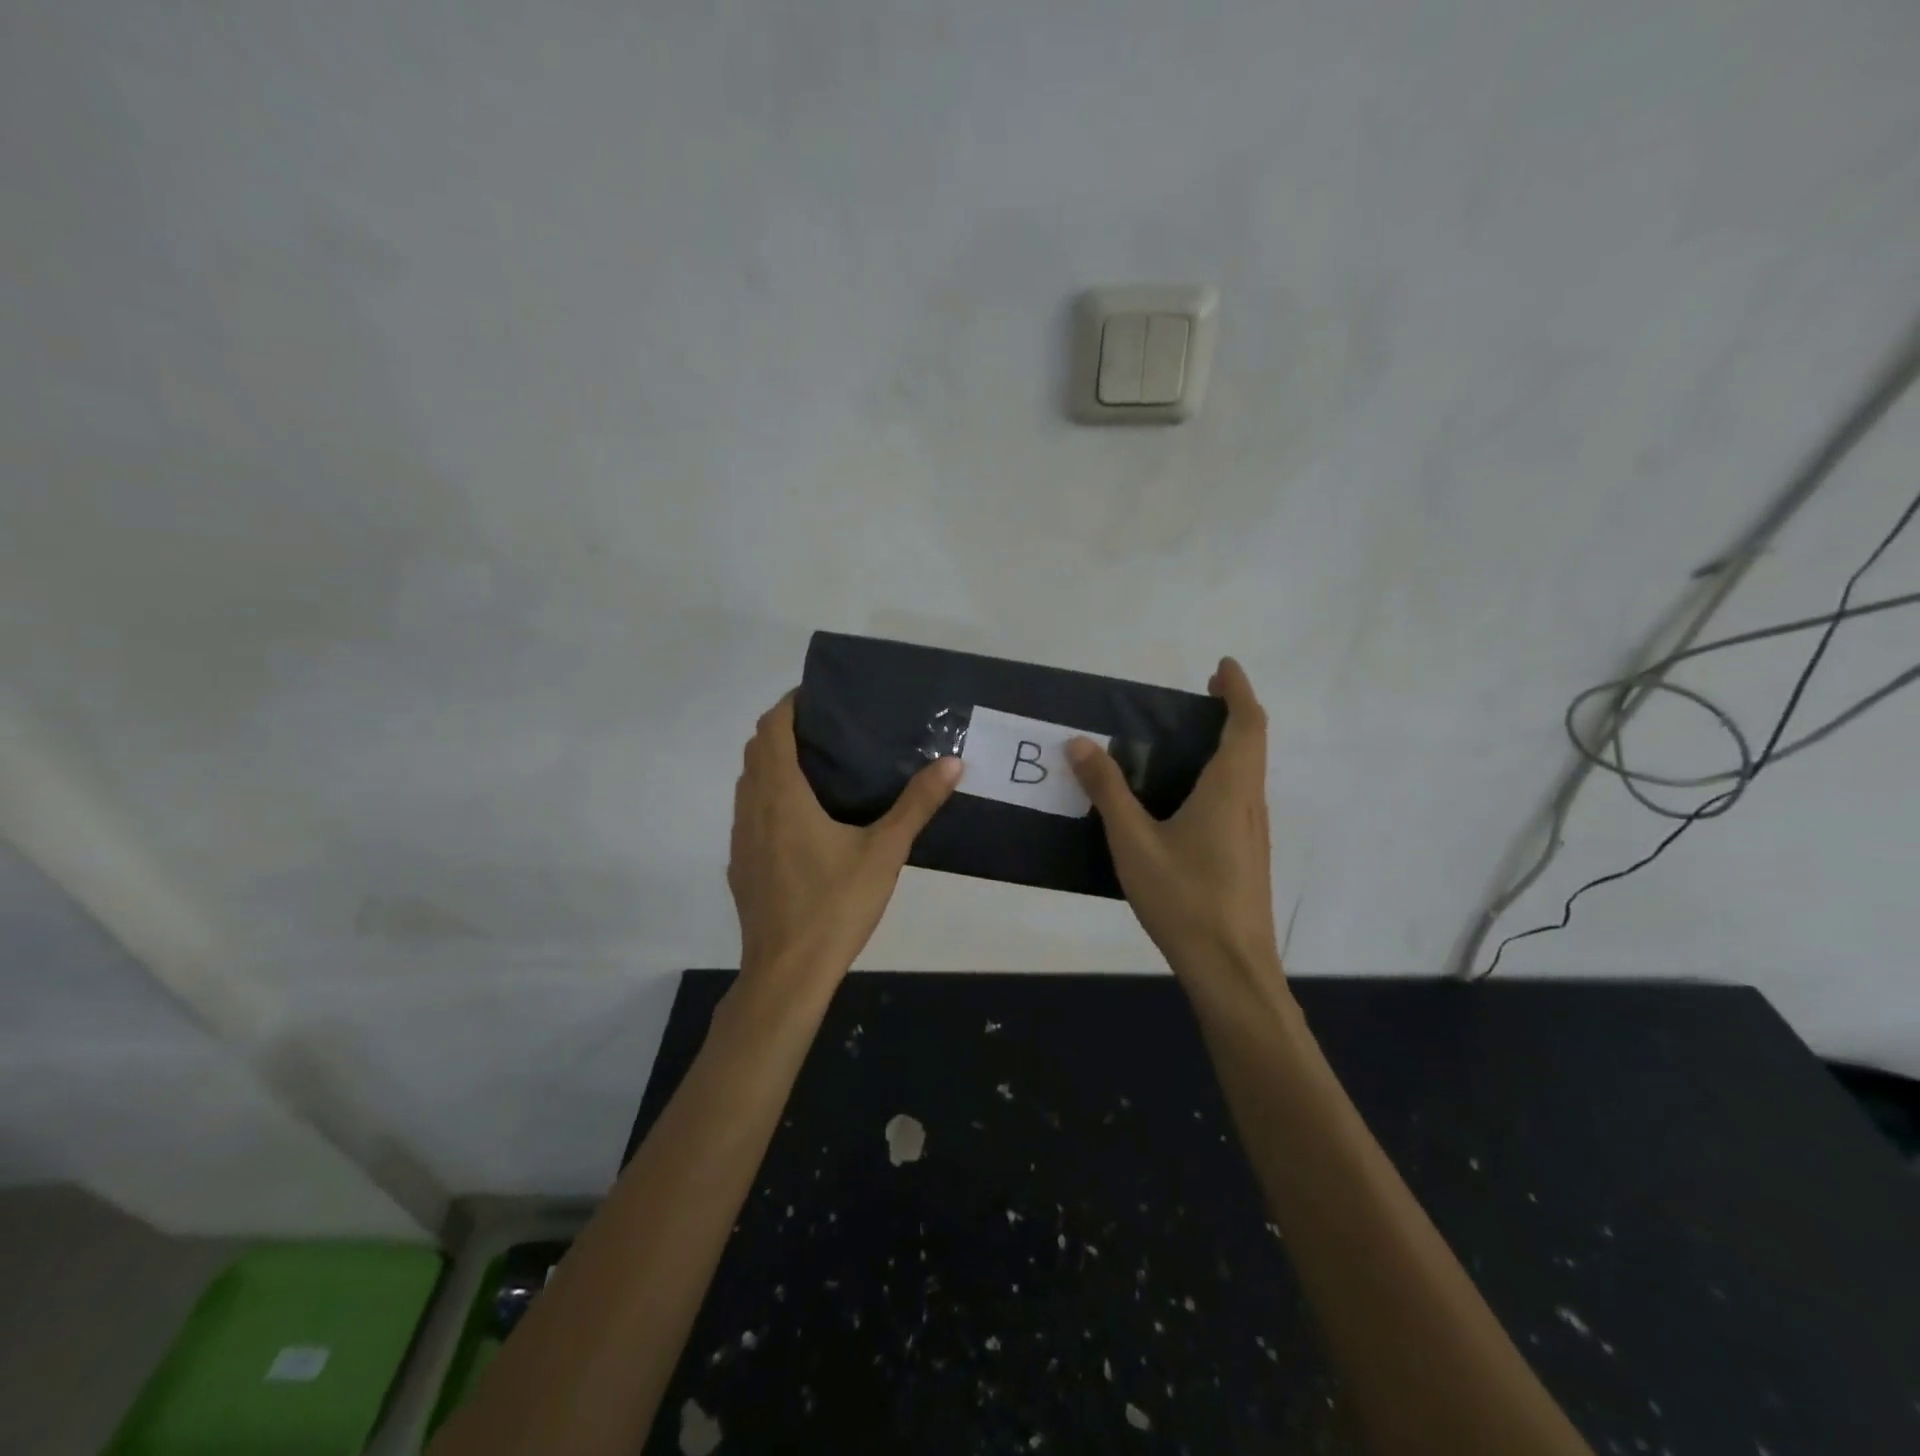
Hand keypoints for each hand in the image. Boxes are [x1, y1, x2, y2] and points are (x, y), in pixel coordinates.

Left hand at [729, 691, 963, 987]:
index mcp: (782, 795)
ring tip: (816, 767)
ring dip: (772, 764)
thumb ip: (917, 805)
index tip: (817, 696)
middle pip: (756, 750)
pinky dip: (768, 797)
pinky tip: (802, 820)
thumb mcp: (884, 852)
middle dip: (783, 730)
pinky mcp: (741, 865)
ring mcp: (740, 838)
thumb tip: (952, 763)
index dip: (789, 705)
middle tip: (826, 730)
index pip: (772, 729)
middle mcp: (752, 807)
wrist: (787, 973)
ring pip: (748, 782)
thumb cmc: (835, 906)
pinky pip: (748, 813)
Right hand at [1068, 657, 1280, 981]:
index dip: (1238, 690)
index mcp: (1229, 790)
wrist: (1231, 969)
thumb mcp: (1134, 842)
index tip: (1223, 667)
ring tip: (1188, 738)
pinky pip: (1240, 796)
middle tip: (1202, 694)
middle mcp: (1250, 803)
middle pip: (1253, 743)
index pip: (1246, 724)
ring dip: (1230, 743)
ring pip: (1249, 772)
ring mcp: (1253, 832)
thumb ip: (1107, 790)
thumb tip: (1079, 743)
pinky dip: (1223, 773)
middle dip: (1233, 710)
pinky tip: (1187, 797)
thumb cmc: (1184, 899)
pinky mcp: (1248, 854)